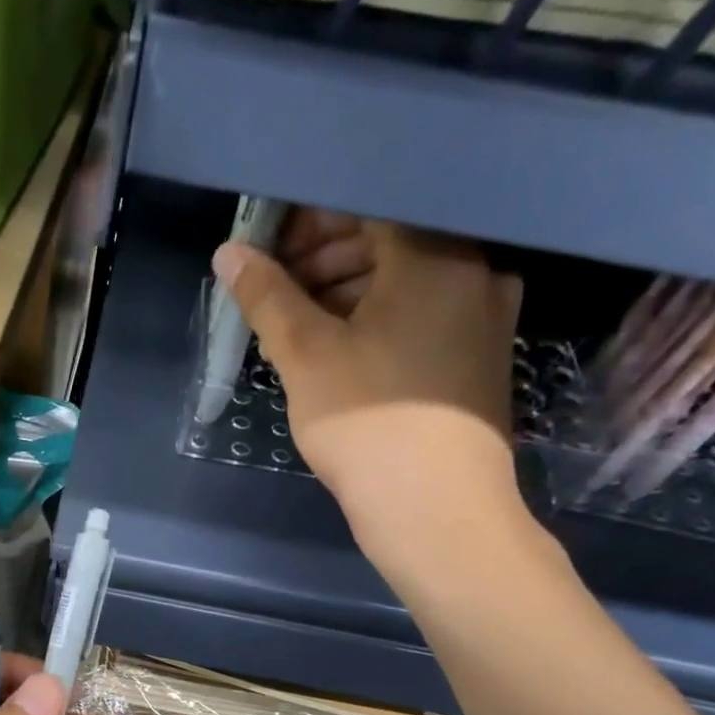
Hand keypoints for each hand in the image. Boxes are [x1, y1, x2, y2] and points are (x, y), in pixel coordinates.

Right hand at [213, 211, 525, 569]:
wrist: (437, 510)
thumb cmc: (369, 422)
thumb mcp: (306, 355)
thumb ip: (267, 296)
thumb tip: (230, 253)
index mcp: (436, 254)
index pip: (367, 204)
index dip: (308, 220)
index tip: (267, 249)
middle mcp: (474, 271)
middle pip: (390, 239)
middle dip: (325, 257)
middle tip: (276, 289)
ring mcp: (484, 316)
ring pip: (406, 281)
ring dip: (347, 291)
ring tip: (298, 326)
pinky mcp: (479, 357)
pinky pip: (423, 315)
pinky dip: (378, 319)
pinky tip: (339, 351)